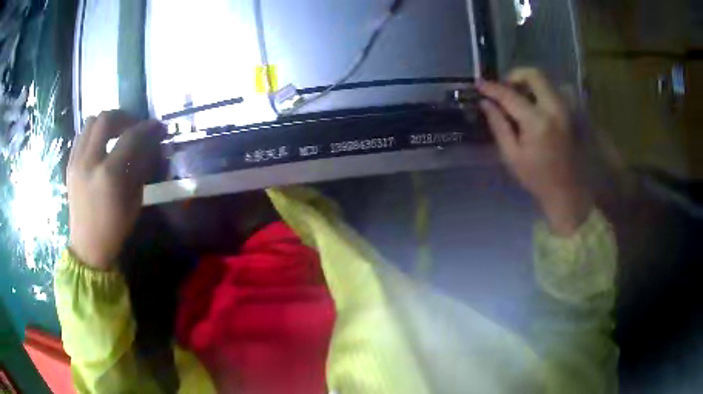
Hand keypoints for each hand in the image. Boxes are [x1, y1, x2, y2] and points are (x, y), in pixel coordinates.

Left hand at [67, 111, 164, 268]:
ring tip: (116, 132)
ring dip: (107, 122)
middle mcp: (89, 162)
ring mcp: (76, 162)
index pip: (131, 137)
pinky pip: (81, 135)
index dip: (148, 128)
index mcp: (109, 175)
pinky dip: (94, 132)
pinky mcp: (70, 164)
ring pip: (91, 122)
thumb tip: (149, 145)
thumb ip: (140, 168)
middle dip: (124, 117)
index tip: (158, 127)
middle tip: (134, 126)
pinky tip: (101, 143)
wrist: (87, 246)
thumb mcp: (134, 200)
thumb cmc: (115, 229)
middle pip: (106, 119)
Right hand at [476, 68, 591, 235]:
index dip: (492, 87)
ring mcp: (568, 109)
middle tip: (505, 88)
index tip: (479, 84)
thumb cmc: (538, 179)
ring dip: (530, 84)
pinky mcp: (574, 113)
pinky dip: (543, 93)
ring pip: (547, 81)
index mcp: (538, 122)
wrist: (568, 192)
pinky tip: (537, 106)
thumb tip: (486, 102)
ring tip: (520, 97)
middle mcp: (556, 109)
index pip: (510, 95)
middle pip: (534, 75)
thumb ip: (498, 125)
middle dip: (515, 76)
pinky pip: (558, 92)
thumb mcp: (512, 156)